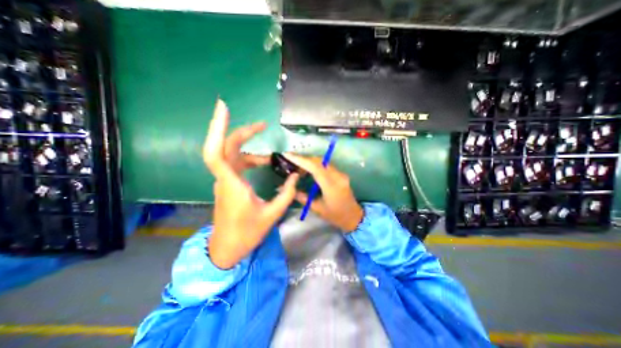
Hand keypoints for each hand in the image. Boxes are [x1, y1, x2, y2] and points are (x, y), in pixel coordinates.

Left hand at [202, 99, 298, 268]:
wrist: (227, 248)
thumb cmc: (247, 233)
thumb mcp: (272, 214)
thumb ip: (286, 193)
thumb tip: (295, 176)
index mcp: (232, 184)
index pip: (216, 152)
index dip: (217, 128)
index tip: (223, 107)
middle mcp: (225, 178)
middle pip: (227, 146)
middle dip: (243, 132)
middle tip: (263, 125)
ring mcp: (226, 180)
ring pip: (233, 154)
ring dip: (251, 148)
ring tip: (272, 154)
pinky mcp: (229, 183)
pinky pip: (237, 164)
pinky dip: (251, 159)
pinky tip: (265, 163)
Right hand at [283, 154, 364, 231]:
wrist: (354, 216)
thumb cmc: (335, 215)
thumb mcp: (317, 209)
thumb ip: (302, 197)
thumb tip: (287, 189)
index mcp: (331, 185)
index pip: (315, 167)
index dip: (300, 159)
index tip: (287, 154)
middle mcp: (337, 176)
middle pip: (318, 161)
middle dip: (303, 159)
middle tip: (290, 162)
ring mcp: (340, 174)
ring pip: (322, 161)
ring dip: (309, 161)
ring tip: (297, 167)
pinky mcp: (340, 174)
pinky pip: (326, 165)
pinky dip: (315, 165)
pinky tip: (308, 170)